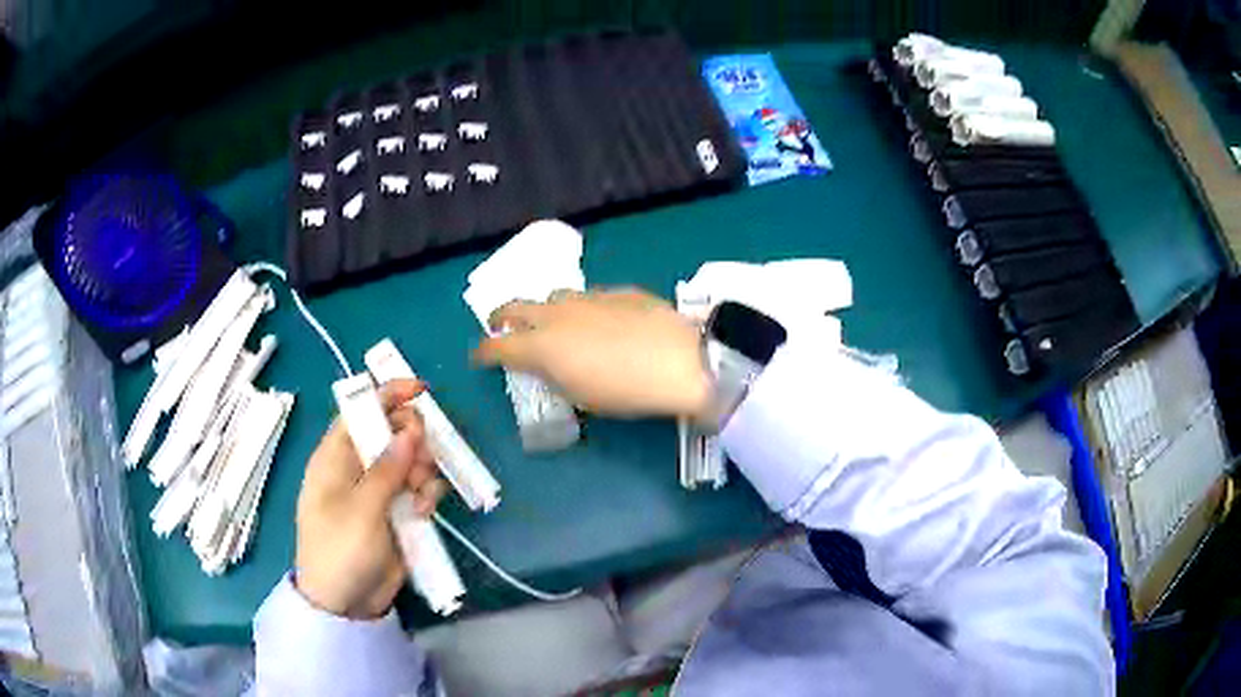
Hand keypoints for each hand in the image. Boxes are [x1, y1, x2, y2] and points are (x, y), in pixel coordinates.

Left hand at [294, 379, 448, 618]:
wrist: (345, 603)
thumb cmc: (340, 550)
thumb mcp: (360, 509)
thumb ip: (387, 469)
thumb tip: (411, 429)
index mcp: (334, 458)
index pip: (359, 412)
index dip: (387, 396)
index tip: (421, 390)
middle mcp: (356, 468)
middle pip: (390, 434)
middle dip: (413, 440)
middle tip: (423, 460)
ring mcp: (377, 491)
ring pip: (409, 461)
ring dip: (423, 470)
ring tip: (422, 494)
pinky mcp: (396, 513)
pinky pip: (418, 489)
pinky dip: (426, 494)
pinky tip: (424, 510)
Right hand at [473, 288, 710, 417]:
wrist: (681, 360)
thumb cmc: (627, 391)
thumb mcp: (582, 396)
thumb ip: (556, 376)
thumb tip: (550, 364)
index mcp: (541, 346)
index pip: (497, 346)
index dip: (483, 352)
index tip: (479, 357)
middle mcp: (556, 315)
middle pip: (515, 306)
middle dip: (501, 317)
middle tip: (499, 326)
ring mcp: (586, 297)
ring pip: (552, 297)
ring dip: (545, 311)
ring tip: (556, 325)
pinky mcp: (616, 290)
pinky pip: (588, 297)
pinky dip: (582, 309)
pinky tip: (601, 323)